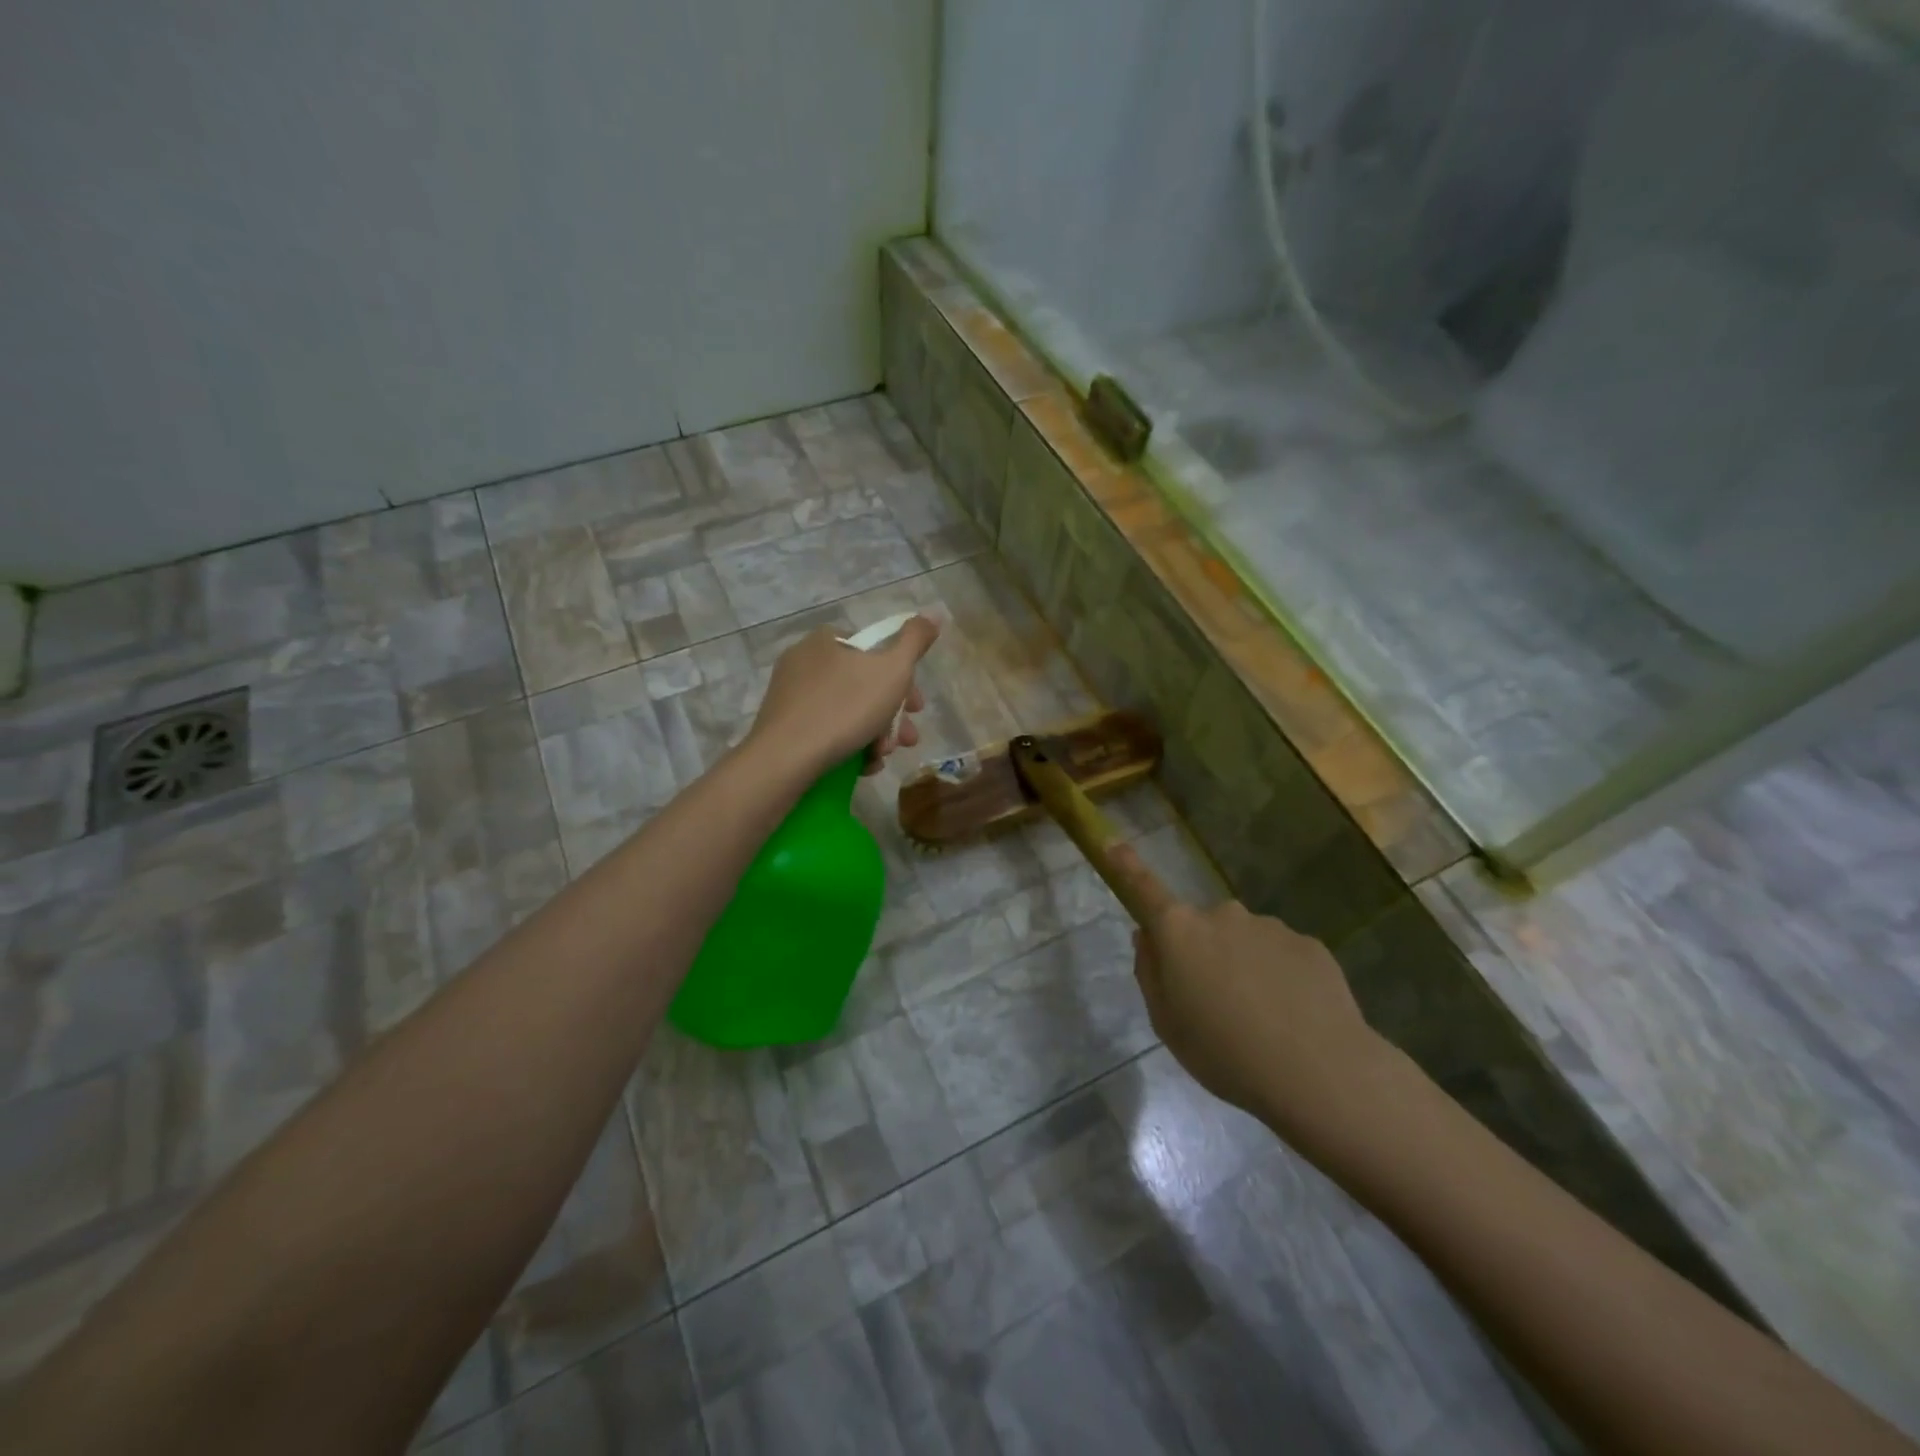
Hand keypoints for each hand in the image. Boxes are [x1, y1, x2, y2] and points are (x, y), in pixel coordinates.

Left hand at [747, 617, 939, 777]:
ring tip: (883, 758)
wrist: (786, 757)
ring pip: (848, 711)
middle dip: (892, 715)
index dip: (904, 679)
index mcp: (827, 639)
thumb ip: (915, 641)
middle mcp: (804, 660)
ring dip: (875, 734)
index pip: (875, 650)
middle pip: (864, 684)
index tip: (917, 707)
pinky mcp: (783, 725)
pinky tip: (862, 765)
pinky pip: (826, 730)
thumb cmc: (845, 707)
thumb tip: (933, 614)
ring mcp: (791, 694)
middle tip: (907, 739)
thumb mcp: (893, 670)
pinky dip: (849, 745)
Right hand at [1109, 844, 1392, 1151]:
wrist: (1319, 1073)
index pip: (1145, 889)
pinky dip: (1282, 978)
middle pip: (1202, 927)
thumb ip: (1151, 973)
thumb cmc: (1224, 1053)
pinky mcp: (1310, 944)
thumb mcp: (1167, 1024)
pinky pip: (1282, 956)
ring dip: (1246, 968)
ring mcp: (1269, 926)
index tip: (1112, 842)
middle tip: (1216, 1005)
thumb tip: (1148, 938)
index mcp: (1180, 932)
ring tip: (1262, 1021)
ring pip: (1245, 942)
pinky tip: (1294, 1017)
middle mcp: (1222, 915)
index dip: (1127, 866)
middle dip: (1204, 954)